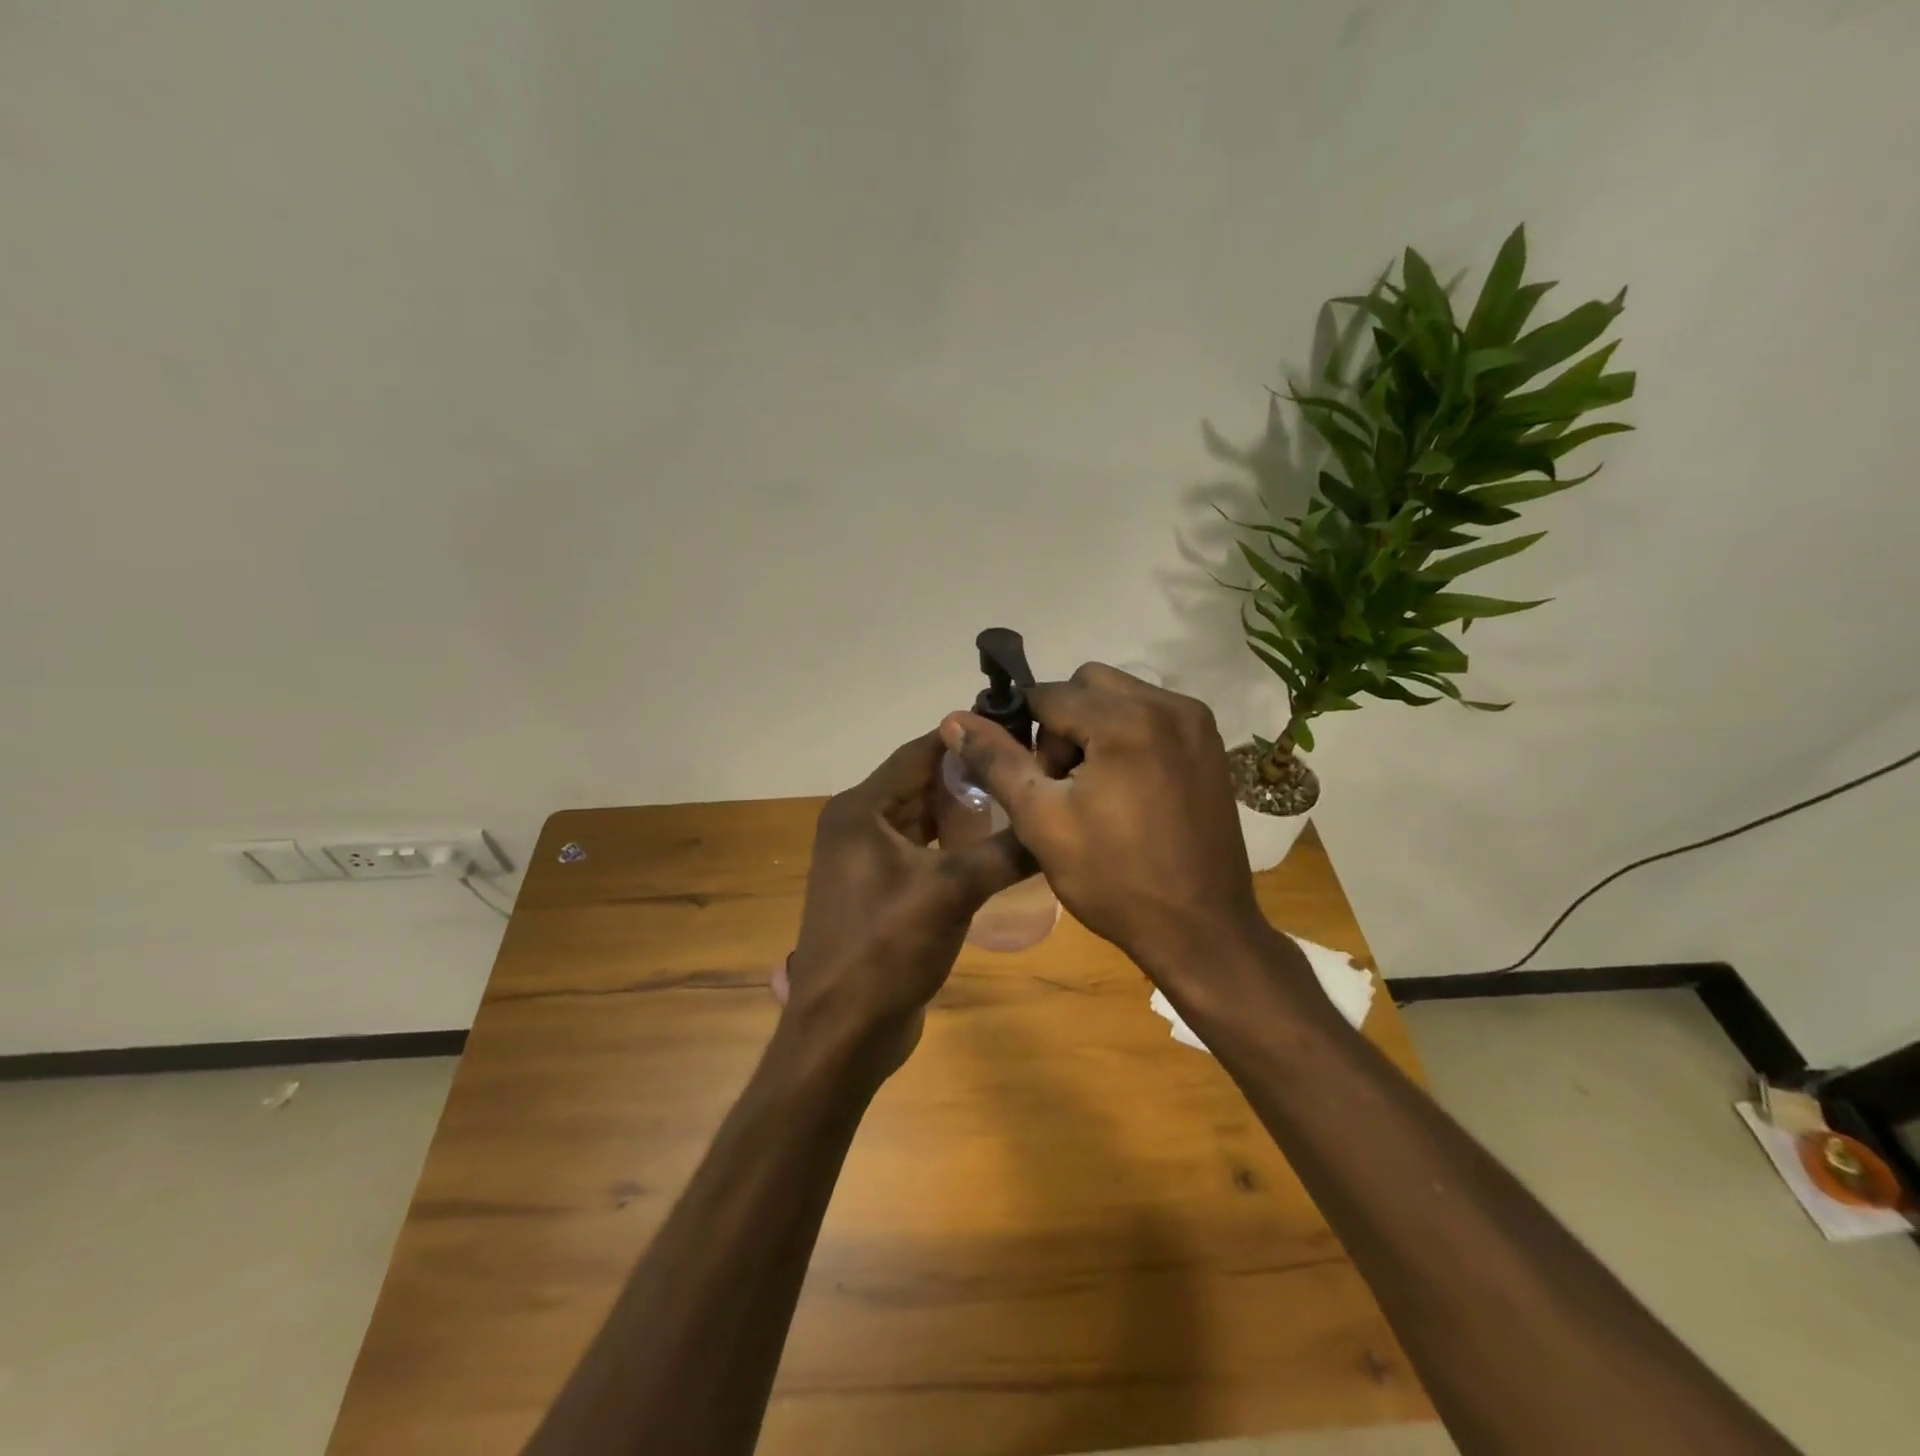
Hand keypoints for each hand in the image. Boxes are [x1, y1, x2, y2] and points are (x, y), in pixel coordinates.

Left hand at [776, 731, 1028, 1075]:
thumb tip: (1056, 823)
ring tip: (1021, 802)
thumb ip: (1004, 852)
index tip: (1017, 729)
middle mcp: (859, 826)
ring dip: (965, 813)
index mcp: (860, 810)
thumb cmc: (885, 950)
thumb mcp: (950, 892)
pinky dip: (955, 846)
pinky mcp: (882, 891)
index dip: (965, 738)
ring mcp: (868, 861)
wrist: (843, 1033)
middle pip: (922, 784)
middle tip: (1028, 768)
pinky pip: (924, 852)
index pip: (919, 753)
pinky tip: (995, 848)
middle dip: (972, 777)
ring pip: (924, 820)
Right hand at [940, 664, 1274, 985]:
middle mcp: (1168, 705)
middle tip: (1064, 785)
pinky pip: (1152, 716)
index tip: (1030, 779)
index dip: (1025, 732)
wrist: (1201, 930)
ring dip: (1095, 728)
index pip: (1049, 694)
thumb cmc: (1114, 879)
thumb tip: (954, 719)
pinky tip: (1129, 791)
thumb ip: (997, 761)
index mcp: (1126, 720)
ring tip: (1096, 790)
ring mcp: (1196, 723)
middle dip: (1063, 724)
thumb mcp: (1042, 821)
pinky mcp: (1210, 745)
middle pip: (1088, 685)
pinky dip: (1128, 737)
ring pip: (1121, 697)